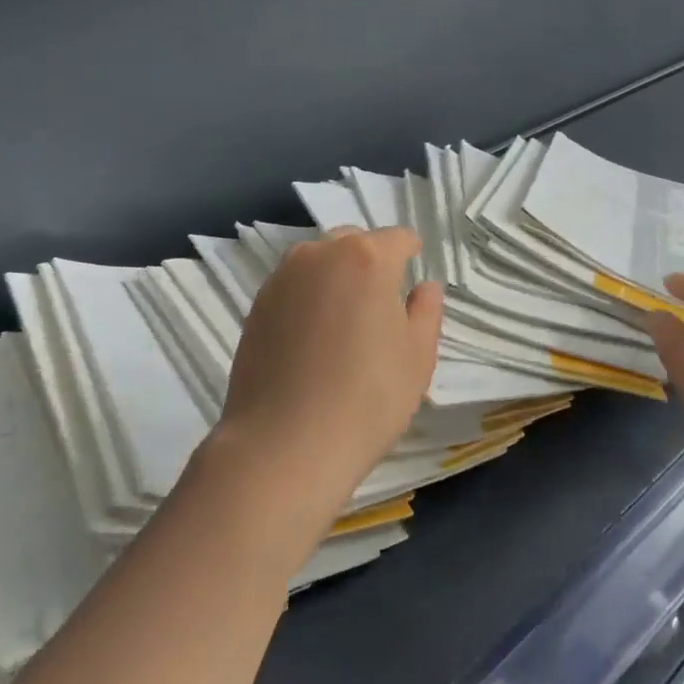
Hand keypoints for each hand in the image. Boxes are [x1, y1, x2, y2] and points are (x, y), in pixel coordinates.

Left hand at [214, 227, 441, 525]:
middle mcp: (320, 254)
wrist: (284, 444)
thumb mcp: (418, 357)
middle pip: (354, 242)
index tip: (413, 272)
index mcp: (366, 258)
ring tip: (343, 322)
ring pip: (319, 261)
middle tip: (380, 304)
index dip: (410, 253)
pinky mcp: (257, 305)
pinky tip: (312, 339)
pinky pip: (293, 287)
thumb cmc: (367, 398)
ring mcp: (283, 278)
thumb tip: (424, 286)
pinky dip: (308, 298)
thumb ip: (426, 311)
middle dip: (370, 261)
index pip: (397, 239)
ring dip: (336, 276)